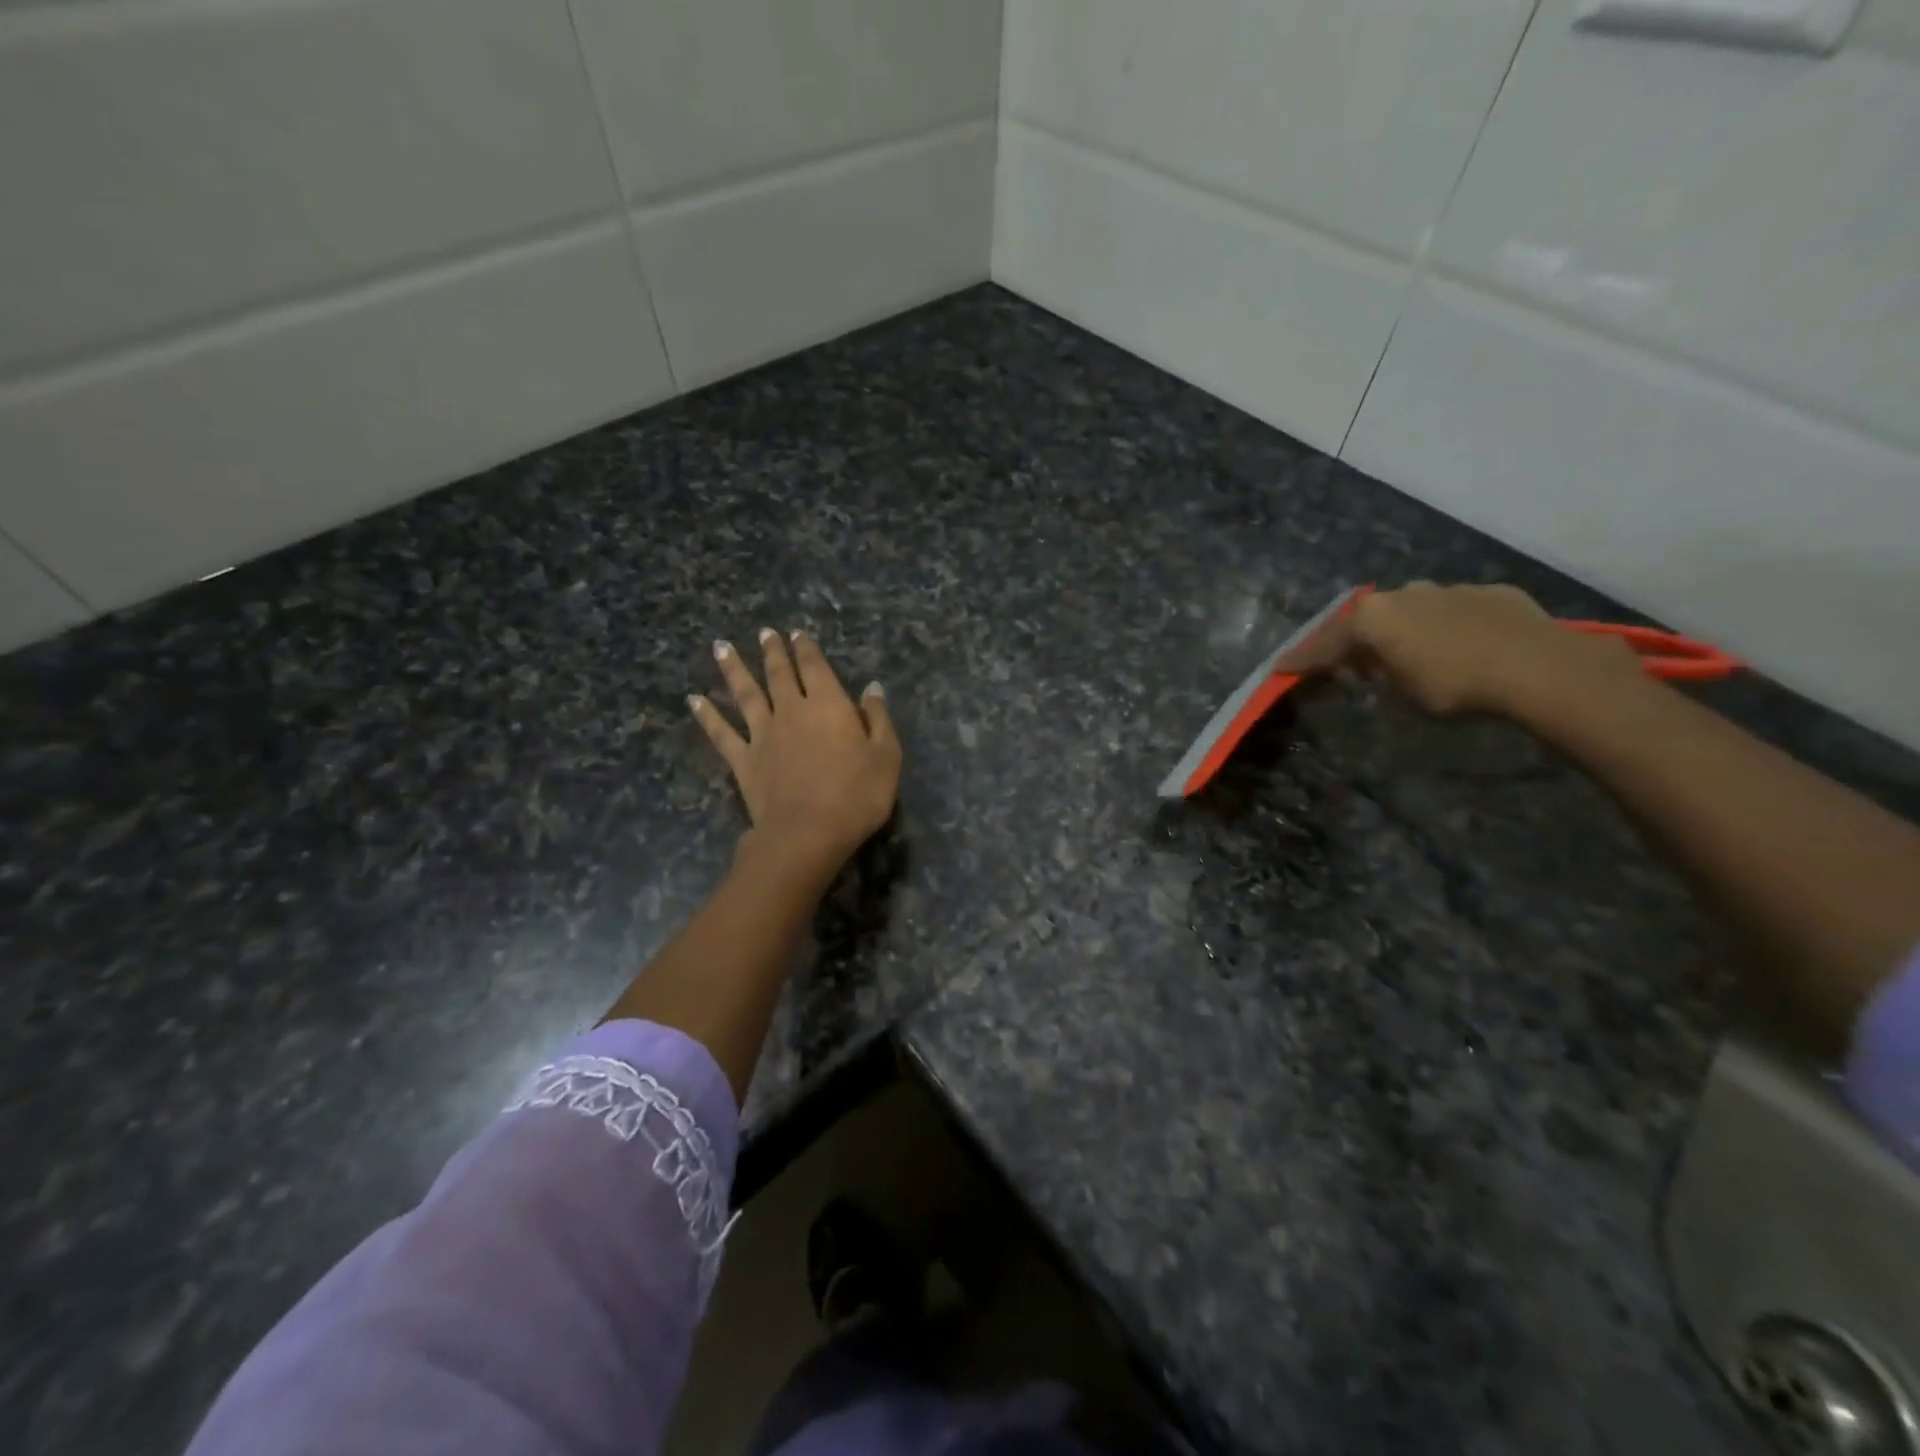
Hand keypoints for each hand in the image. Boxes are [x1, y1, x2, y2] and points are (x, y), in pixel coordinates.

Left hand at [690, 629, 901, 875]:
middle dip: (773, 651)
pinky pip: (721, 733)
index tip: (797, 633)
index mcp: (828, 704)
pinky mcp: (743, 760)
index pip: (815, 667)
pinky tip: (694, 700)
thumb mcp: (886, 756)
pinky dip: (707, 715)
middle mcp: (791, 710)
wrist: (808, 833)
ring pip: (746, 694)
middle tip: (765, 633)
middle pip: (779, 674)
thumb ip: (878, 719)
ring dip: (734, 669)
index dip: (806, 648)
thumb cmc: (857, 795)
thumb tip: (872, 688)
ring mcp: (763, 734)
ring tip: (721, 647)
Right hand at [1278, 581, 1641, 717]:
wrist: (1538, 668)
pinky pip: (1454, 611)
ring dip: (1404, 631)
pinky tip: (1459, 646)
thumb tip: (1374, 667)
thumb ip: (1379, 674)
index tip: (1281, 669)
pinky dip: (1445, 627)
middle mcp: (1404, 594)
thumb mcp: (1402, 693)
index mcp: (1374, 617)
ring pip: (1412, 610)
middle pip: (1367, 619)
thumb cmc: (1454, 687)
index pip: (1325, 641)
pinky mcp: (1490, 592)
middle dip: (1356, 641)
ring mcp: (1449, 589)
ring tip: (1409, 655)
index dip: (1302, 658)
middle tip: (1353, 665)